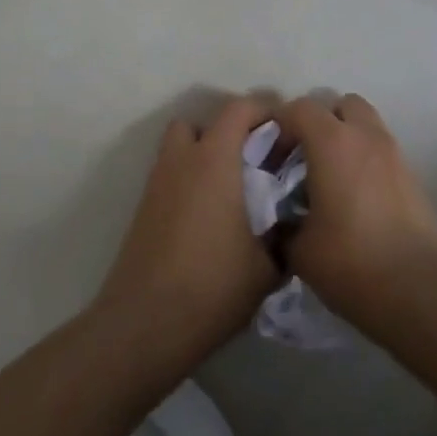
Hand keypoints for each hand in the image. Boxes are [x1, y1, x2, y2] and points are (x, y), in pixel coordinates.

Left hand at [94, 96, 279, 372]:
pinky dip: (189, 182)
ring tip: (230, 188)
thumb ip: (284, 237)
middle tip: (256, 160)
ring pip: (180, 148)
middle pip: (203, 123)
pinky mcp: (143, 210)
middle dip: (229, 132)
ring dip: (204, 154)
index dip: (265, 110)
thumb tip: (293, 227)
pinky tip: (209, 218)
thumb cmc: (212, 286)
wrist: (144, 326)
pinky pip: (171, 177)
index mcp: (215, 159)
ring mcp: (157, 184)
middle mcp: (183, 160)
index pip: (239, 109)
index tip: (286, 131)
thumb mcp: (267, 267)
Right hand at [276, 93, 436, 334]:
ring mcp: (394, 153)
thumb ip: (282, 224)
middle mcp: (366, 136)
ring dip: (344, 138)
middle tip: (302, 157)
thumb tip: (280, 222)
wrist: (419, 290)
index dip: (279, 126)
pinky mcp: (411, 175)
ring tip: (328, 177)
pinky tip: (353, 198)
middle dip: (319, 122)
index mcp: (333, 142)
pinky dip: (364, 159)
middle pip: (340, 104)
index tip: (267, 157)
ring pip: (365, 124)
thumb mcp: (300, 250)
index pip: (300, 109)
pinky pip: (380, 150)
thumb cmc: (352, 262)